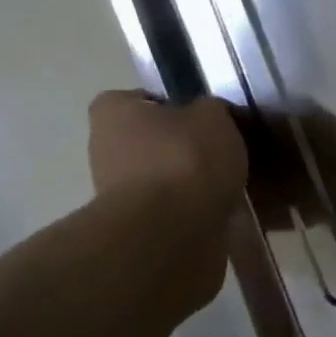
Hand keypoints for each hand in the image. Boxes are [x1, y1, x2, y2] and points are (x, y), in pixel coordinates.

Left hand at [85, 90, 247, 315]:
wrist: (172, 236)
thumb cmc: (186, 160)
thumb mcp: (214, 116)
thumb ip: (211, 110)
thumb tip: (209, 117)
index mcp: (114, 114)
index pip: (137, 100)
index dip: (169, 105)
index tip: (200, 117)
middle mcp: (105, 151)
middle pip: (151, 143)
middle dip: (182, 148)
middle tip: (221, 151)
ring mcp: (117, 196)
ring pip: (162, 180)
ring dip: (189, 184)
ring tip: (230, 184)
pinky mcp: (135, 232)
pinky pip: (171, 213)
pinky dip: (194, 213)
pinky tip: (224, 212)